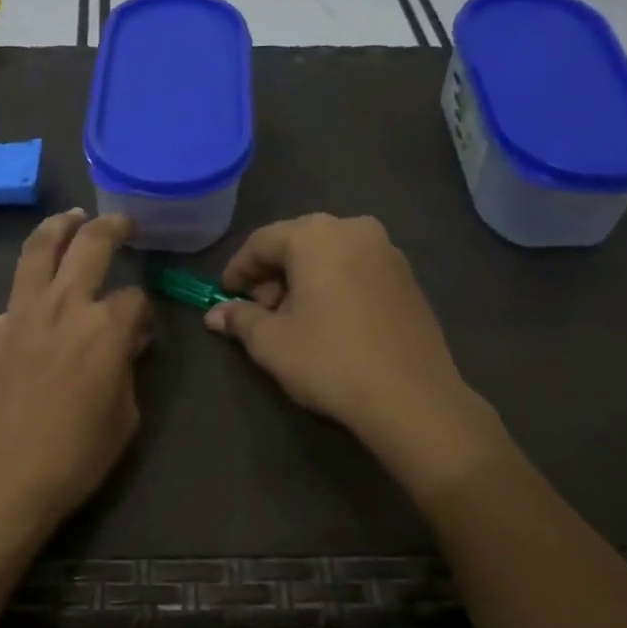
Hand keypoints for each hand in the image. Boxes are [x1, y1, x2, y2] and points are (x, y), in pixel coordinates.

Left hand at [0, 209, 151, 547]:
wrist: (1, 485)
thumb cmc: (72, 460)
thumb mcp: (124, 420)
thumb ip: (126, 373)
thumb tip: (123, 346)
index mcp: (105, 330)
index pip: (134, 300)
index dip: (143, 312)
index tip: (141, 331)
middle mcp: (63, 308)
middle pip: (91, 250)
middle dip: (111, 230)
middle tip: (120, 223)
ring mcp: (15, 315)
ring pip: (36, 252)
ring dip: (56, 227)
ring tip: (70, 215)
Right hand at [205, 214, 507, 496]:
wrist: (411, 398)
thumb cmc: (330, 361)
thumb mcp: (271, 342)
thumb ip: (240, 319)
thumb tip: (215, 315)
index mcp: (317, 235)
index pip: (261, 242)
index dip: (237, 270)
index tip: (224, 298)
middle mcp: (355, 229)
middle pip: (297, 244)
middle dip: (272, 276)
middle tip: (260, 314)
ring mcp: (388, 252)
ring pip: (329, 257)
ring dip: (303, 282)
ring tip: (293, 322)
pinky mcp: (408, 278)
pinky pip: (356, 271)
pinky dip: (333, 287)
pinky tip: (329, 324)